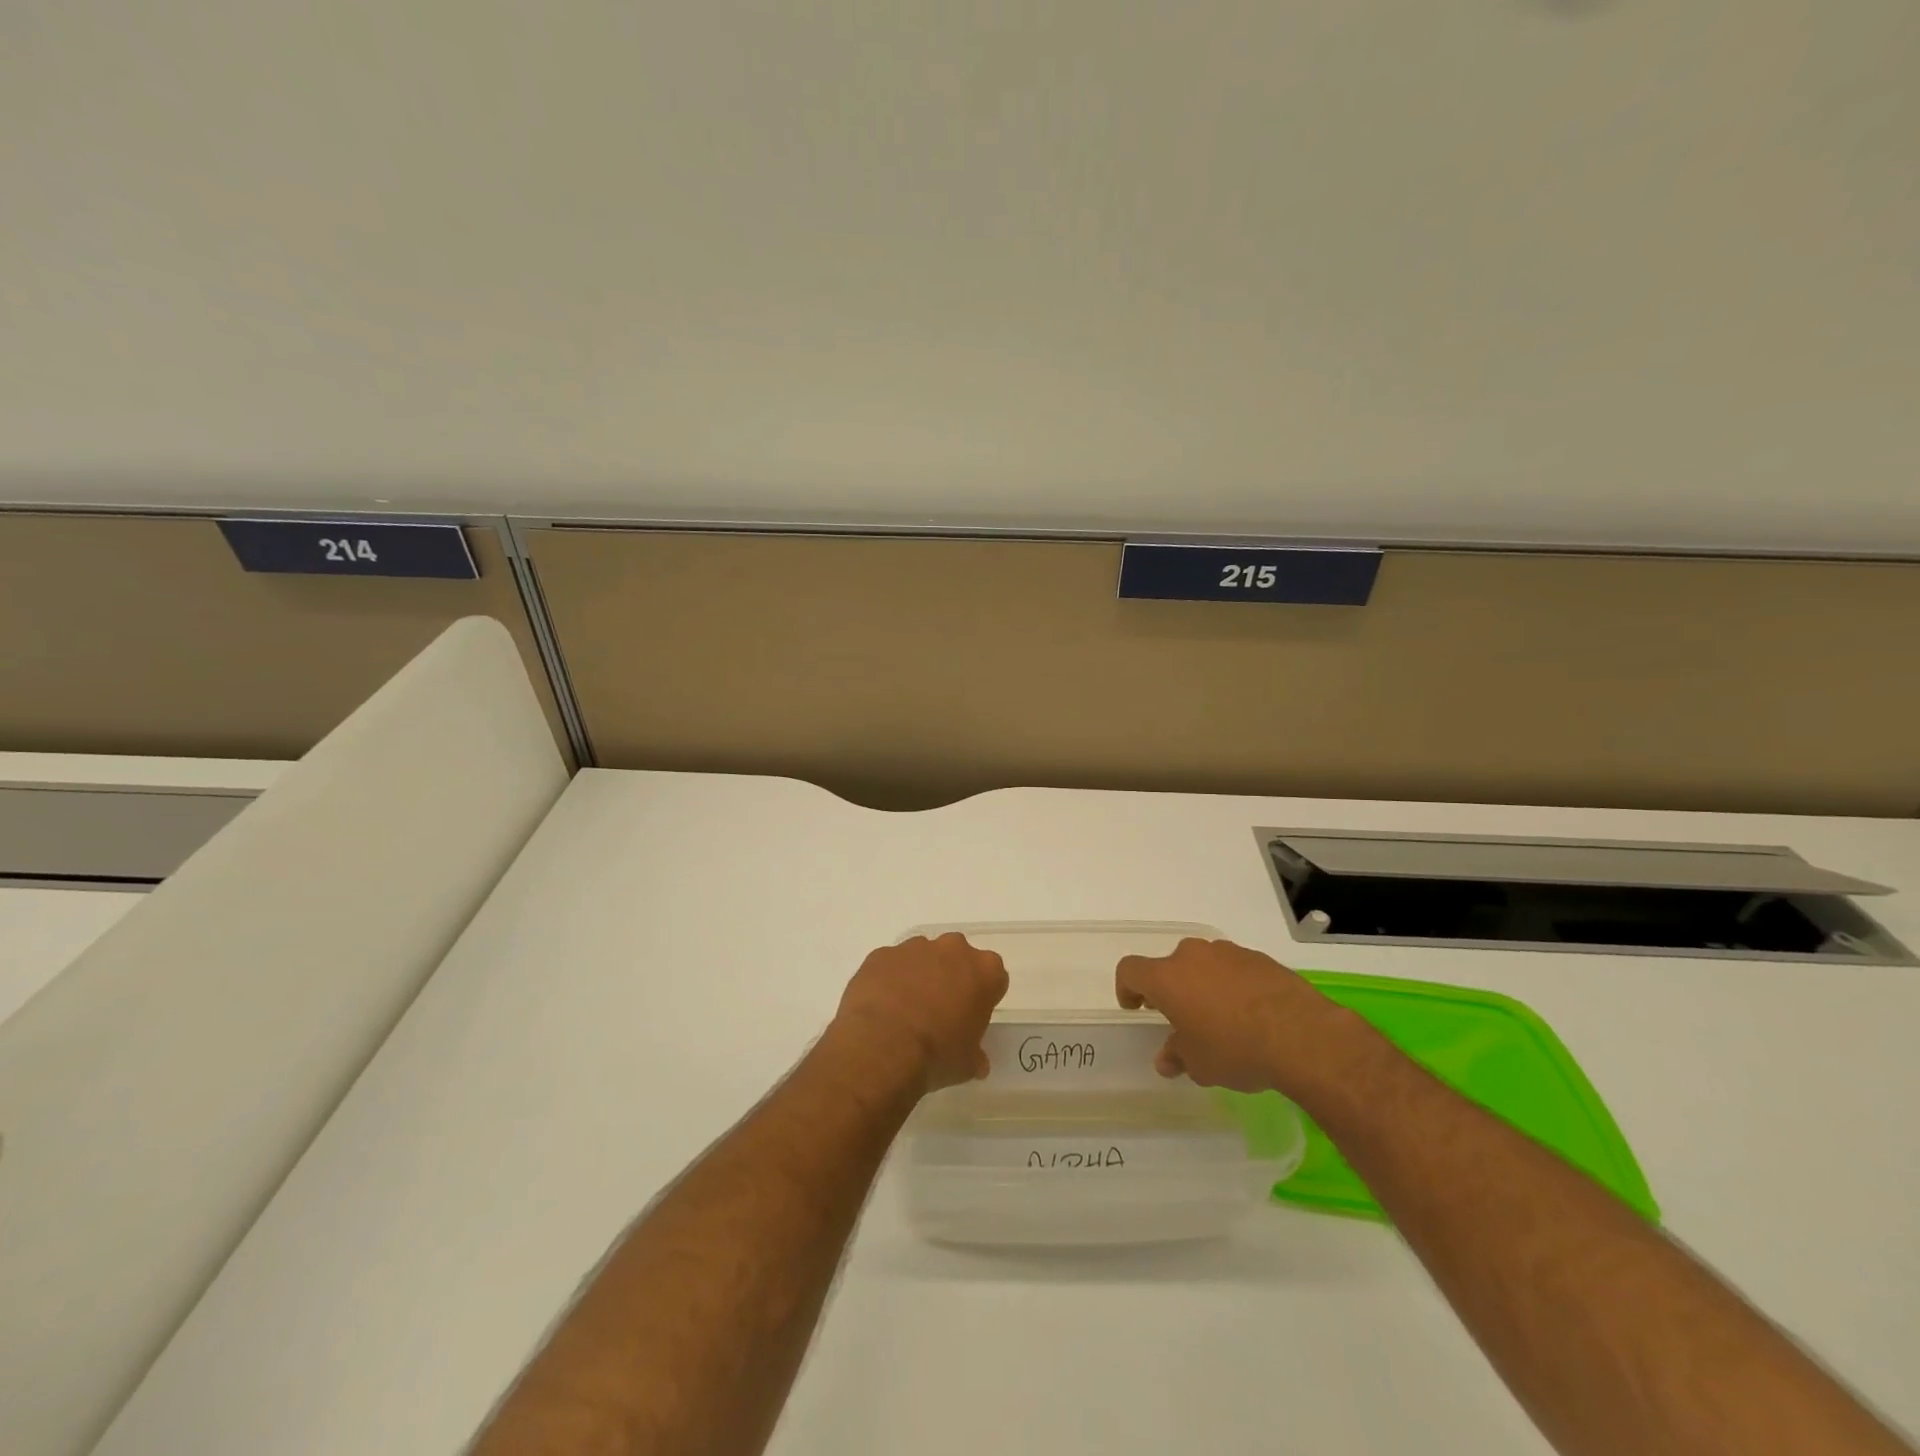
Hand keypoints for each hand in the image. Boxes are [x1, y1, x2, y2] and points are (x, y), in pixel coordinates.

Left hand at [831, 933, 1009, 1092]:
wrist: (882, 1047)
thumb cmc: (937, 1054)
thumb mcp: (968, 1064)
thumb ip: (976, 1055)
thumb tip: (978, 1061)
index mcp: (985, 971)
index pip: (994, 977)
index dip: (984, 997)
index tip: (972, 1016)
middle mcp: (953, 949)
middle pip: (959, 957)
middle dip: (952, 977)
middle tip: (941, 1010)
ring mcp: (915, 947)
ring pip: (924, 956)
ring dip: (920, 975)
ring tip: (906, 1010)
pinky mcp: (883, 953)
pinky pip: (892, 964)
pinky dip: (890, 979)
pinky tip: (883, 1006)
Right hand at [1115, 938, 1357, 1097]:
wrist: (1301, 1035)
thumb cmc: (1235, 1049)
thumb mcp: (1199, 1064)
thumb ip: (1177, 1056)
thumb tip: (1167, 1059)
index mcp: (1167, 977)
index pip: (1130, 970)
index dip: (1127, 988)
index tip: (1136, 1008)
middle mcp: (1192, 956)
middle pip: (1170, 966)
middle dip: (1173, 990)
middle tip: (1184, 1019)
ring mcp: (1228, 952)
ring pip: (1204, 965)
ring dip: (1204, 985)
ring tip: (1222, 1019)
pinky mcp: (1259, 958)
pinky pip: (1234, 969)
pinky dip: (1234, 985)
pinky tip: (1251, 1015)